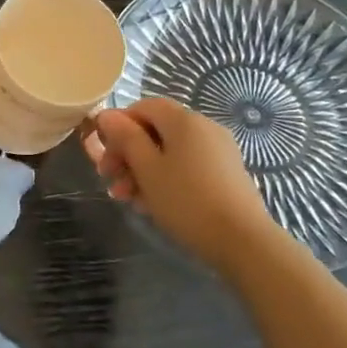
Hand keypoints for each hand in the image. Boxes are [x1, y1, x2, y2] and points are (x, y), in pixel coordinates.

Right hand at [83, 98, 274, 269]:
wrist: (242, 240)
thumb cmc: (186, 200)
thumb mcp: (147, 169)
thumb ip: (125, 138)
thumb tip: (107, 114)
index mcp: (184, 120)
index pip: (144, 107)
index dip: (119, 126)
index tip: (104, 154)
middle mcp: (204, 128)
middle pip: (155, 130)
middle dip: (127, 154)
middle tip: (109, 180)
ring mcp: (218, 151)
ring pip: (169, 152)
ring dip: (142, 171)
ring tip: (127, 199)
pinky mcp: (225, 173)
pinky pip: (186, 166)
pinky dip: (165, 179)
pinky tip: (152, 204)